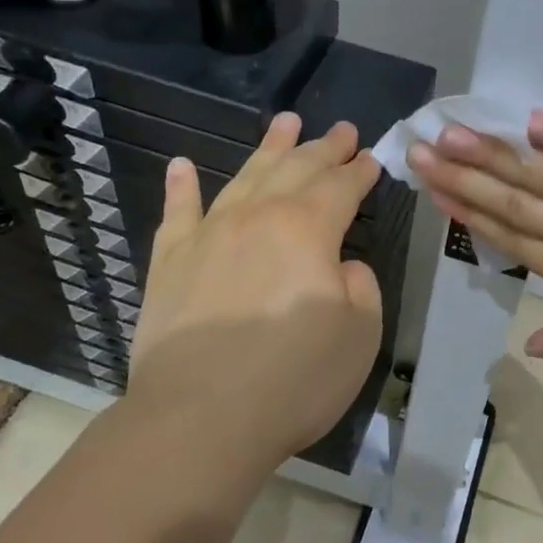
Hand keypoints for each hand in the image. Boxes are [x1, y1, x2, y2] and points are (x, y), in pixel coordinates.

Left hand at [127, 113, 383, 476]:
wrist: (198, 420)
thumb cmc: (293, 378)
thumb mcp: (360, 334)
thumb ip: (359, 286)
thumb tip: (340, 265)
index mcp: (308, 228)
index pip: (342, 187)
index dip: (360, 170)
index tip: (373, 156)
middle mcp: (258, 216)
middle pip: (297, 169)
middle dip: (323, 147)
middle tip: (342, 128)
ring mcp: (208, 234)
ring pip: (244, 177)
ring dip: (268, 149)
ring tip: (285, 122)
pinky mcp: (169, 262)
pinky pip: (177, 212)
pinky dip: (181, 186)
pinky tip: (181, 165)